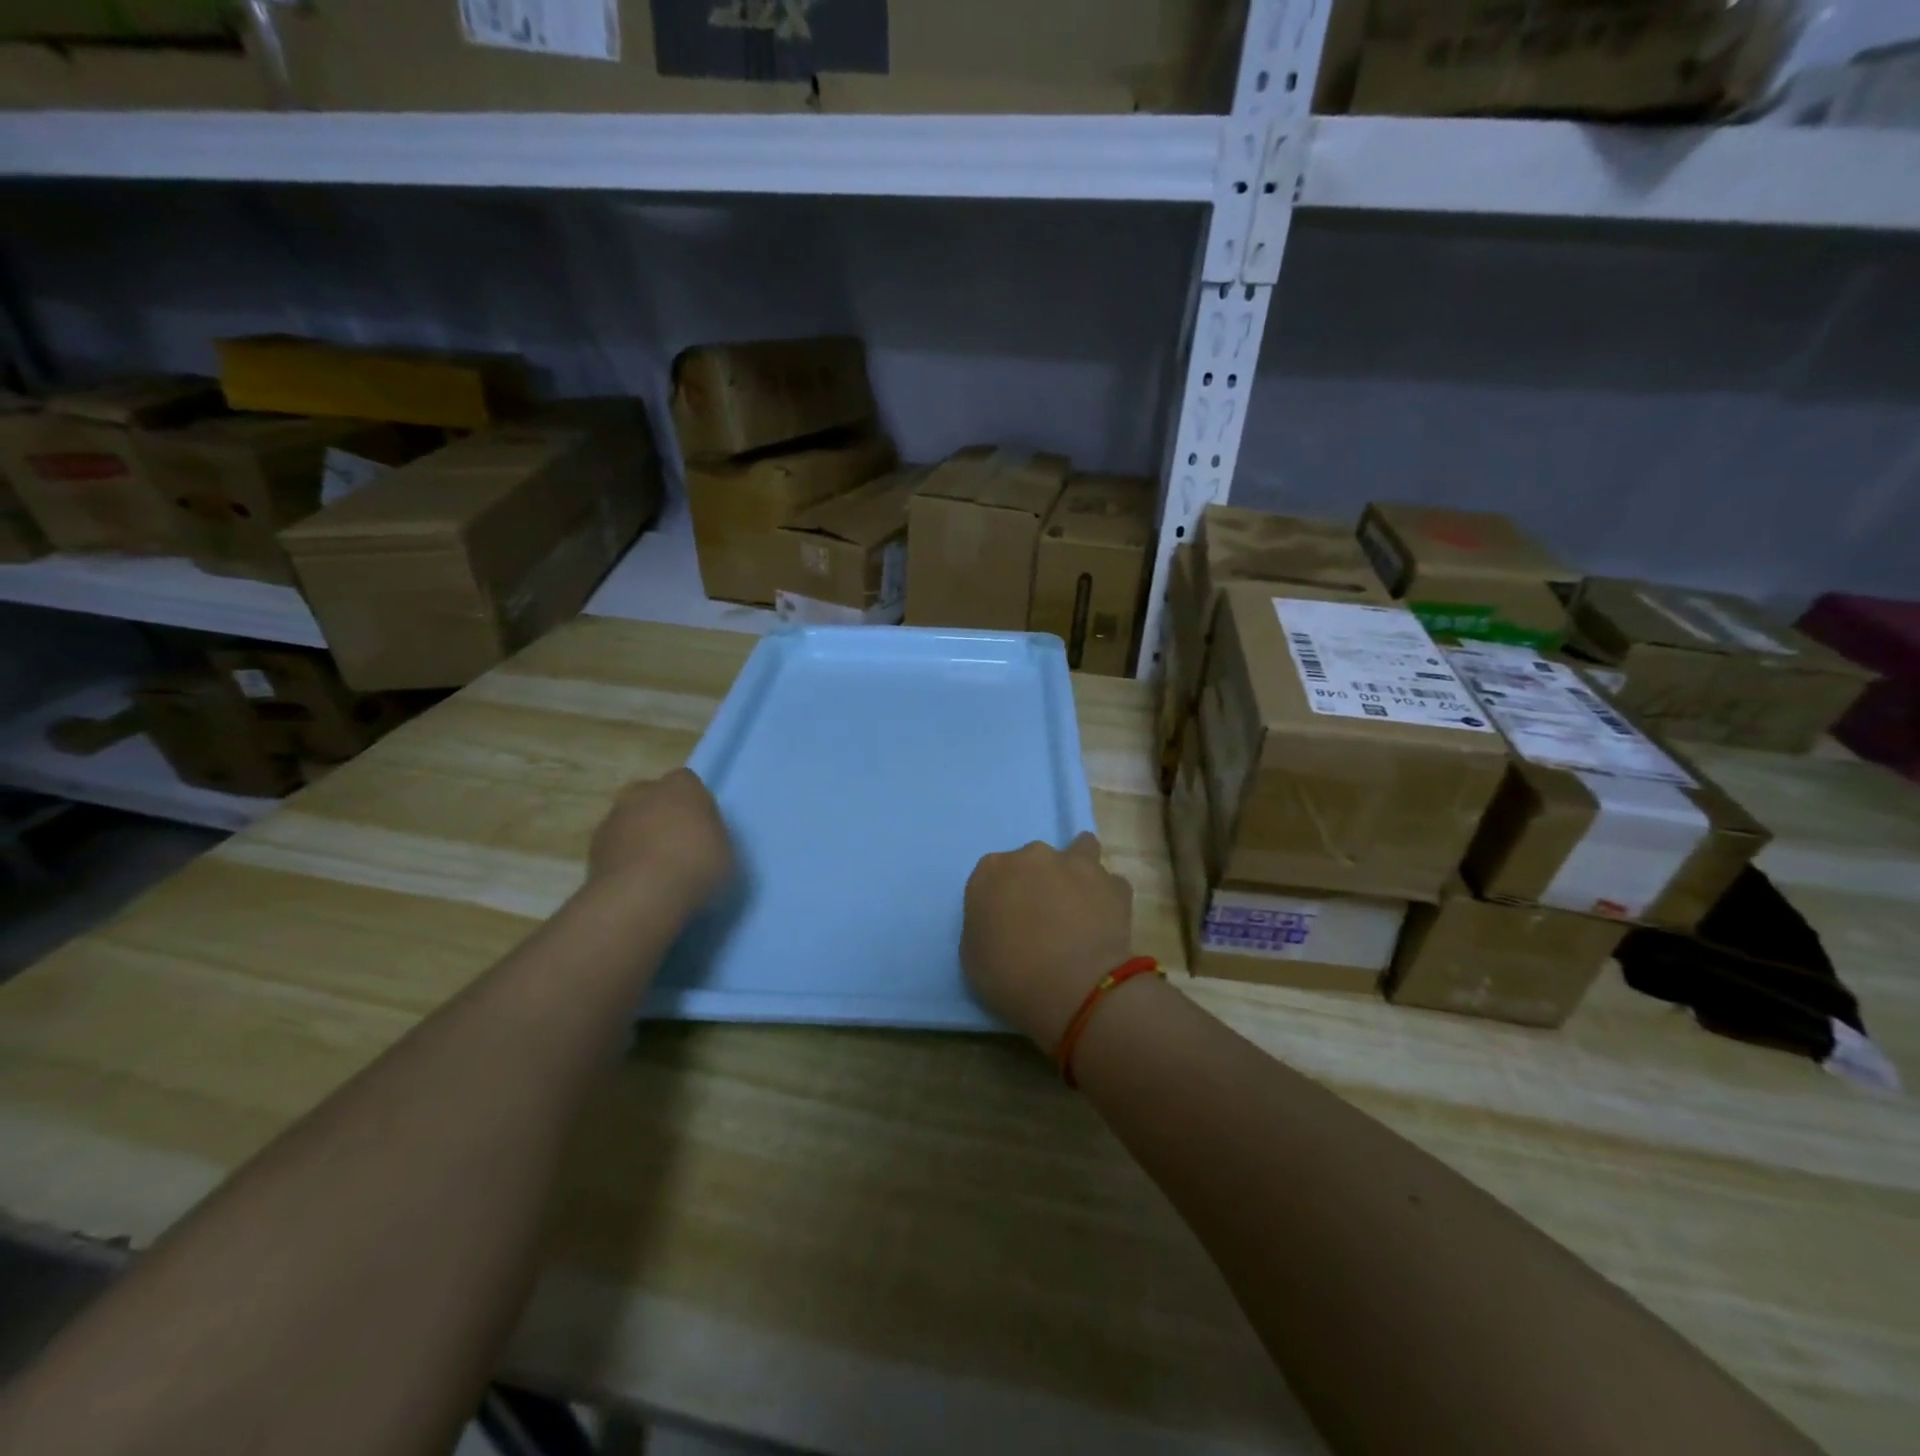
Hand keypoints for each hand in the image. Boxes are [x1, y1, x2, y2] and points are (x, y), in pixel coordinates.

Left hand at [587, 769, 734, 911]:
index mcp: (682, 787)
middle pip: (650, 796)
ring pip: (628, 821)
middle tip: (674, 843)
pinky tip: (635, 883)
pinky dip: (621, 859)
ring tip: (653, 870)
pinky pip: (613, 847)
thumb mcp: (726, 850)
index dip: (692, 804)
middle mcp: (644, 792)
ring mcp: (614, 818)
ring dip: (637, 837)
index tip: (700, 827)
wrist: (642, 896)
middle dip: (658, 813)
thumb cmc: (696, 866)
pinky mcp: (592, 848)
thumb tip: (702, 841)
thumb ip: (710, 836)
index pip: (686, 782)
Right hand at [962, 833, 1134, 1048]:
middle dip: (1038, 883)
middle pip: (1033, 862)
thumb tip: (1002, 925)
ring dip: (1077, 873)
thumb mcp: (973, 958)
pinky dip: (1106, 898)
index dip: (1000, 900)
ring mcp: (1077, 865)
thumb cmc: (1012, 979)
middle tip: (1042, 920)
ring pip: (1079, 852)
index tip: (1006, 924)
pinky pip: (1110, 885)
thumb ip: (984, 927)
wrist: (1077, 991)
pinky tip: (1105, 921)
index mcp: (991, 870)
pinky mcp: (1114, 884)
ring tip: (1079, 905)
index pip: (992, 876)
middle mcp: (1033, 856)